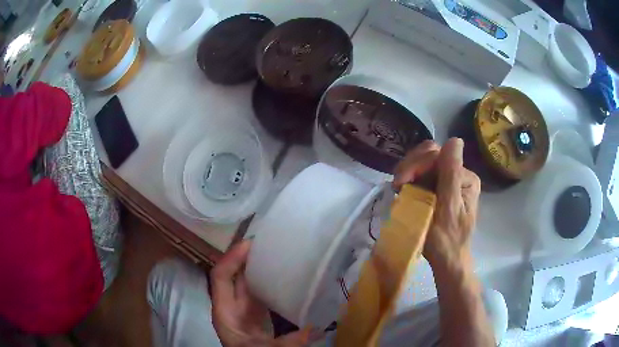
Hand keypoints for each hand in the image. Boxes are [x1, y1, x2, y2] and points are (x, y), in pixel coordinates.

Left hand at [210, 240, 312, 346]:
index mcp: (225, 312)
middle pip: (234, 275)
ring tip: (277, 252)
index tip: (251, 243)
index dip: (231, 258)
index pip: (220, 277)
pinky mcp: (256, 313)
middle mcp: (231, 305)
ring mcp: (243, 309)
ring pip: (247, 281)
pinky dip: (268, 280)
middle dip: (247, 256)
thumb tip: (315, 328)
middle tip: (269, 241)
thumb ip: (289, 342)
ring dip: (258, 265)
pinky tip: (284, 274)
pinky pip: (259, 290)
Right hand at [393, 138, 480, 269]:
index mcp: (465, 178)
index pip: (439, 156)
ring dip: (408, 171)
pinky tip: (404, 190)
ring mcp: (448, 181)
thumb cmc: (446, 240)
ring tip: (400, 188)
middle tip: (398, 185)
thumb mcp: (449, 208)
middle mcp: (459, 175)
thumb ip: (451, 174)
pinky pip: (422, 174)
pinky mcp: (438, 189)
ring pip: (424, 163)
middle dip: (411, 166)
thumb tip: (455, 139)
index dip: (418, 164)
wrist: (446, 261)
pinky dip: (410, 179)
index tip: (400, 182)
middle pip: (431, 155)